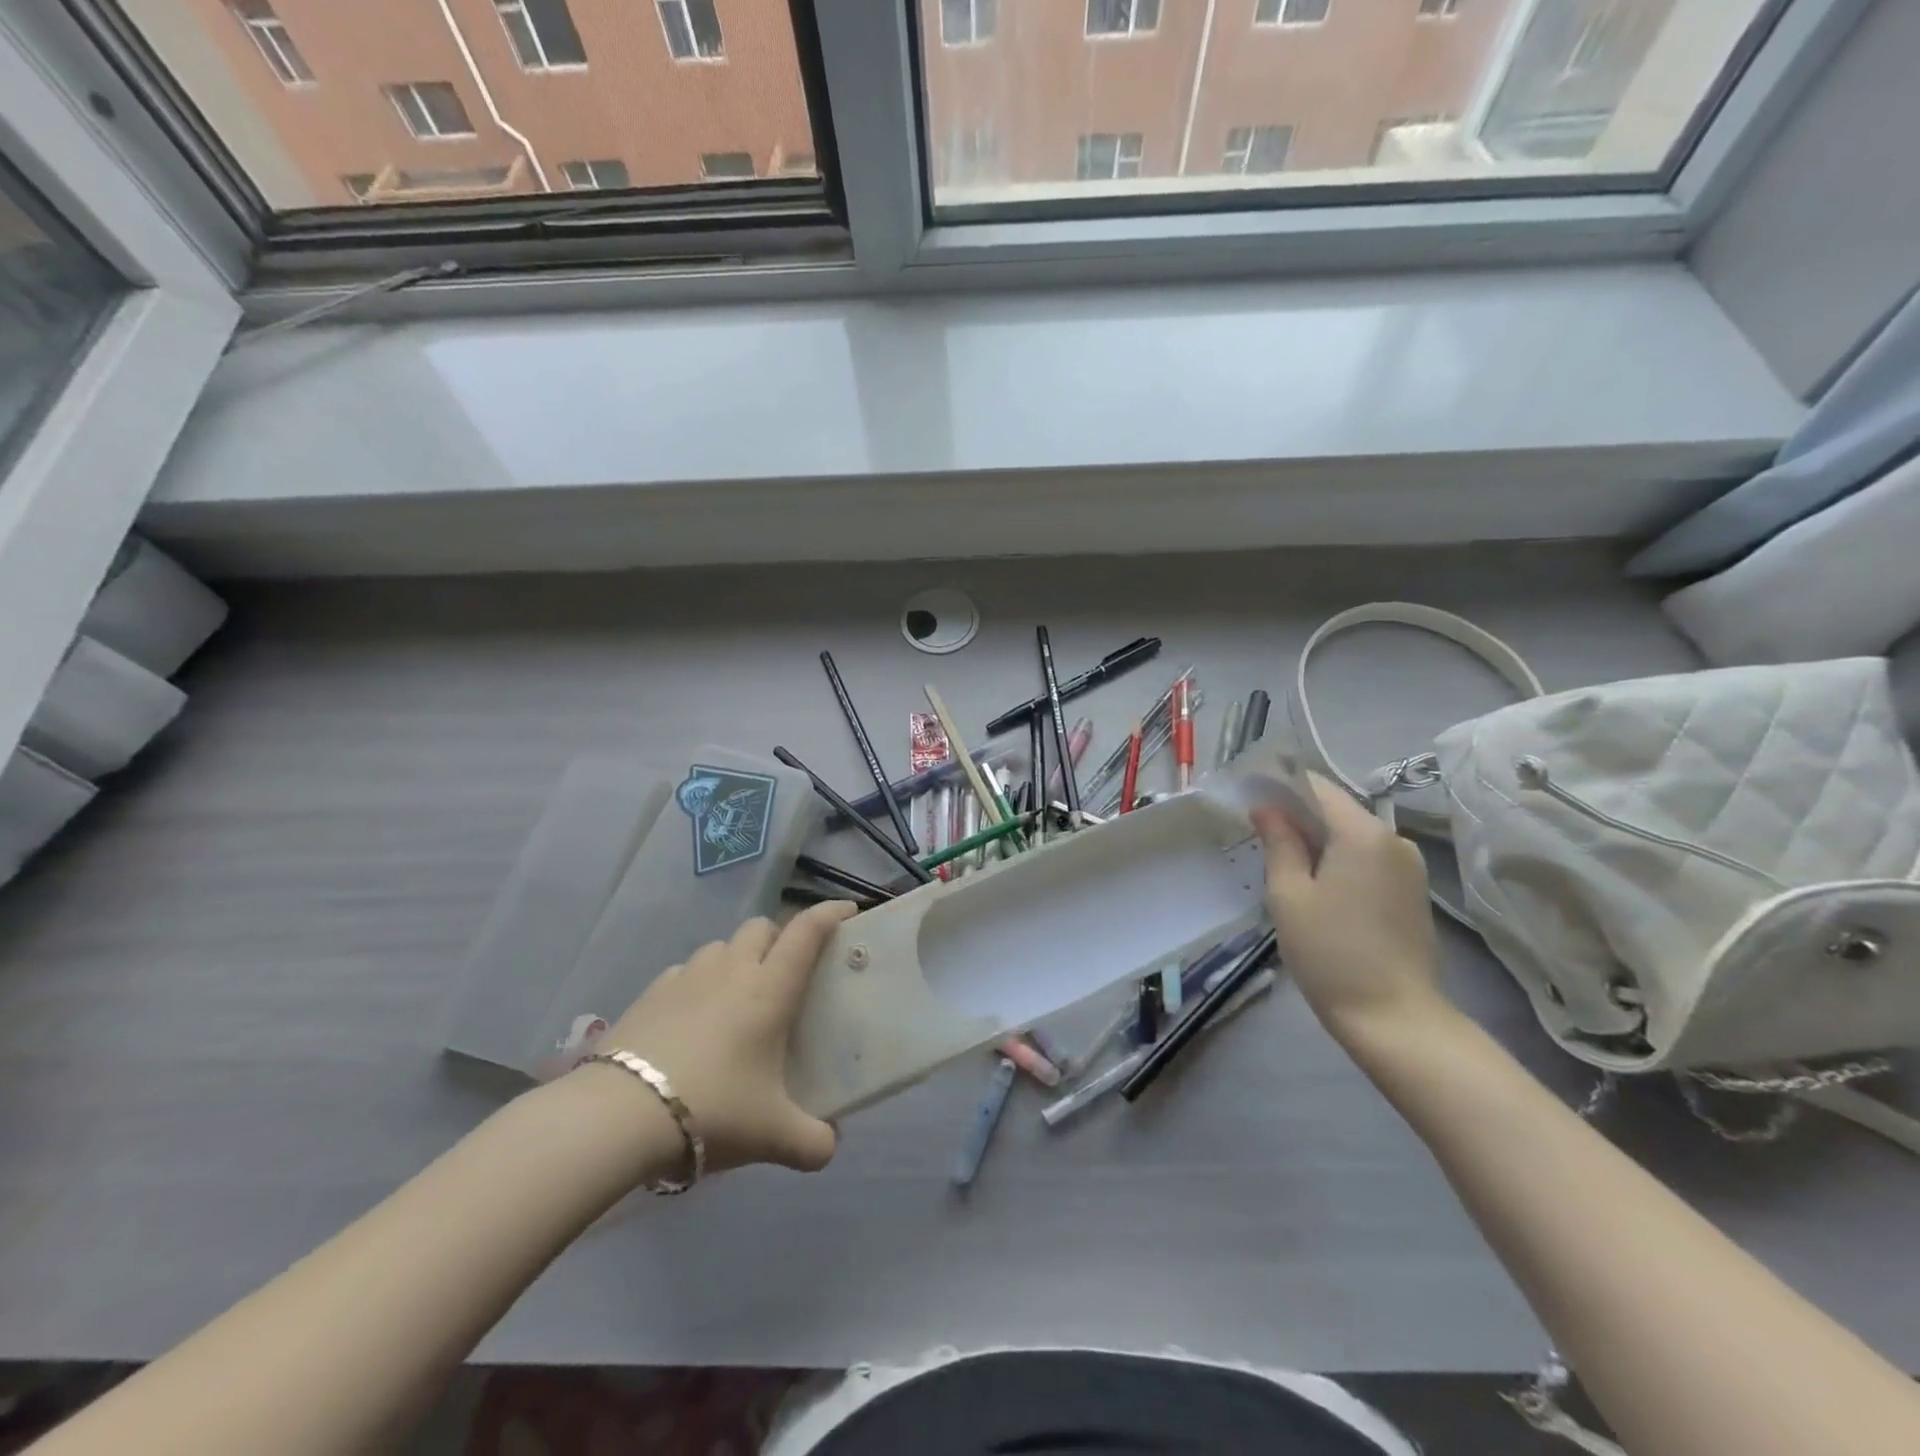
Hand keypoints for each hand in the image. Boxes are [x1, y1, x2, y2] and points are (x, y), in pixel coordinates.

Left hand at [586, 901, 856, 1177]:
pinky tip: (693, 1015)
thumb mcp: (772, 1135)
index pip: (807, 932)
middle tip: (786, 972)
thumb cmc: (713, 1109)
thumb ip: (811, 1142)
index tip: (848, 910)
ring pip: (721, 945)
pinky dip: (698, 981)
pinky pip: (685, 971)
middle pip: (761, 927)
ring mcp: (687, 977)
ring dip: (737, 958)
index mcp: (770, 988)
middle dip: (778, 938)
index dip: (830, 913)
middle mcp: (732, 969)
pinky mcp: (651, 993)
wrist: (619, 1116)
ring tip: (737, 995)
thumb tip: (829, 1148)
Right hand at [1252, 774, 1449, 1041]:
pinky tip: (1317, 885)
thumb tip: (1266, 807)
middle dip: (1297, 814)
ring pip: (1352, 834)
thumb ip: (1279, 842)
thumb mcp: (1289, 894)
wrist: (1394, 1016)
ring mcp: (1409, 865)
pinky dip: (1339, 858)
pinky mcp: (1412, 889)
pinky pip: (1368, 857)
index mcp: (1362, 833)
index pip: (1317, 787)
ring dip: (1318, 839)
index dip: (1280, 787)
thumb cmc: (1330, 952)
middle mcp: (1393, 838)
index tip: (1249, 800)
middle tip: (1259, 835)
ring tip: (1284, 863)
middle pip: (1336, 809)